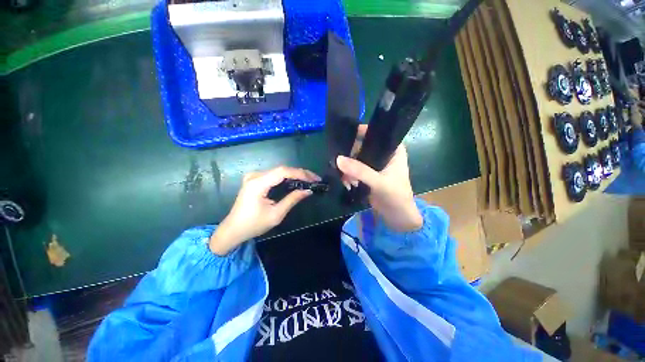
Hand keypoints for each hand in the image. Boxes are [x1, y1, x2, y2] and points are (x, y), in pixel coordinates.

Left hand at [209, 166, 319, 254]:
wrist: (233, 230)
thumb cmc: (253, 225)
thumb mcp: (276, 214)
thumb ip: (292, 200)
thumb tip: (308, 191)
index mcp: (258, 183)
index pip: (283, 172)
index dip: (300, 173)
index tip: (314, 179)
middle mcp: (255, 176)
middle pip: (282, 169)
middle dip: (300, 173)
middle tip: (315, 179)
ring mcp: (254, 176)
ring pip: (279, 171)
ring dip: (295, 174)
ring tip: (309, 180)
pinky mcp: (255, 180)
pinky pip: (274, 175)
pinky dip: (287, 177)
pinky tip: (296, 181)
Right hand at [336, 125, 422, 232]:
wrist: (397, 217)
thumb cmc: (396, 196)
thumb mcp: (379, 182)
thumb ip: (360, 171)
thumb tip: (338, 159)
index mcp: (393, 150)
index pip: (376, 133)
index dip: (361, 132)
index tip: (345, 136)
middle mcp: (383, 154)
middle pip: (362, 146)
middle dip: (350, 155)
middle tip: (341, 164)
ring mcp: (374, 165)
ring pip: (356, 158)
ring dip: (348, 167)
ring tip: (345, 179)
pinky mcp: (368, 175)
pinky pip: (354, 169)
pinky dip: (349, 174)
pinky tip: (347, 183)